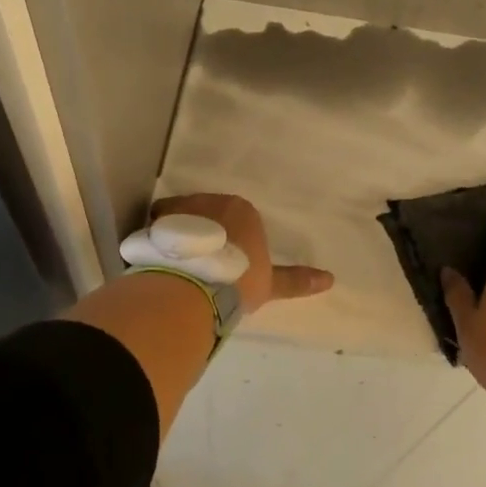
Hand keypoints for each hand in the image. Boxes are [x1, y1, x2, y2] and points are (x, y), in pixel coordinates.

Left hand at [149, 193, 332, 314]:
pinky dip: (157, 242)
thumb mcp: (269, 284)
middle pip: (207, 214)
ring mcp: (181, 208)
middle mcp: (212, 200)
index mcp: (242, 210)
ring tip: (177, 268)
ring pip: (180, 219)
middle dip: (205, 235)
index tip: (225, 265)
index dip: (231, 243)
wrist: (194, 286)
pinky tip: (158, 265)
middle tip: (202, 267)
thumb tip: (330, 279)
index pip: (237, 220)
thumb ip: (295, 280)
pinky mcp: (155, 221)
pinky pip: (157, 229)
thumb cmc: (238, 280)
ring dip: (180, 237)